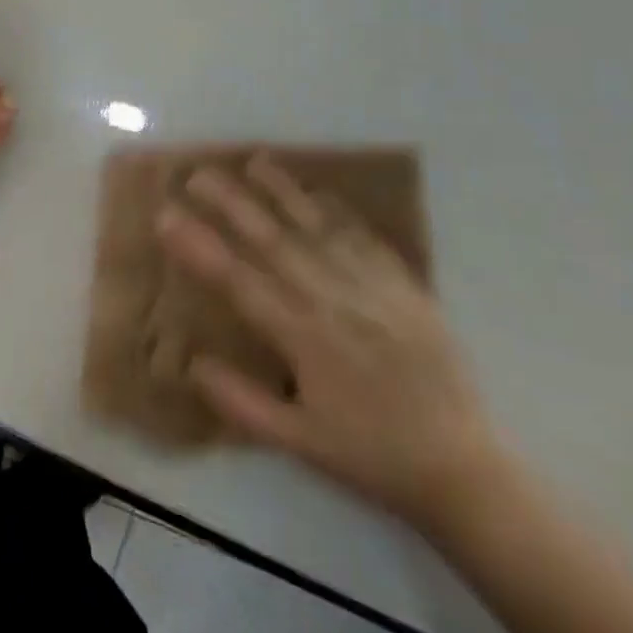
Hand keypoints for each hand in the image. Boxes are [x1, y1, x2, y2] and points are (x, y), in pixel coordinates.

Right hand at [158, 155, 504, 531]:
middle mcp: (333, 301)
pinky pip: (366, 238)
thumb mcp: (300, 445)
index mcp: (303, 337)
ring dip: (282, 191)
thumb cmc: (372, 457)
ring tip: (253, 160)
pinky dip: (338, 210)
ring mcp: (373, 289)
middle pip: (273, 240)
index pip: (238, 280)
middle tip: (198, 173)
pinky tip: (319, 191)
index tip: (166, 215)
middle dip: (231, 203)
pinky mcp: (406, 288)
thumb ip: (242, 403)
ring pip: (318, 228)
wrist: (465, 471)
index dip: (198, 246)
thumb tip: (192, 362)